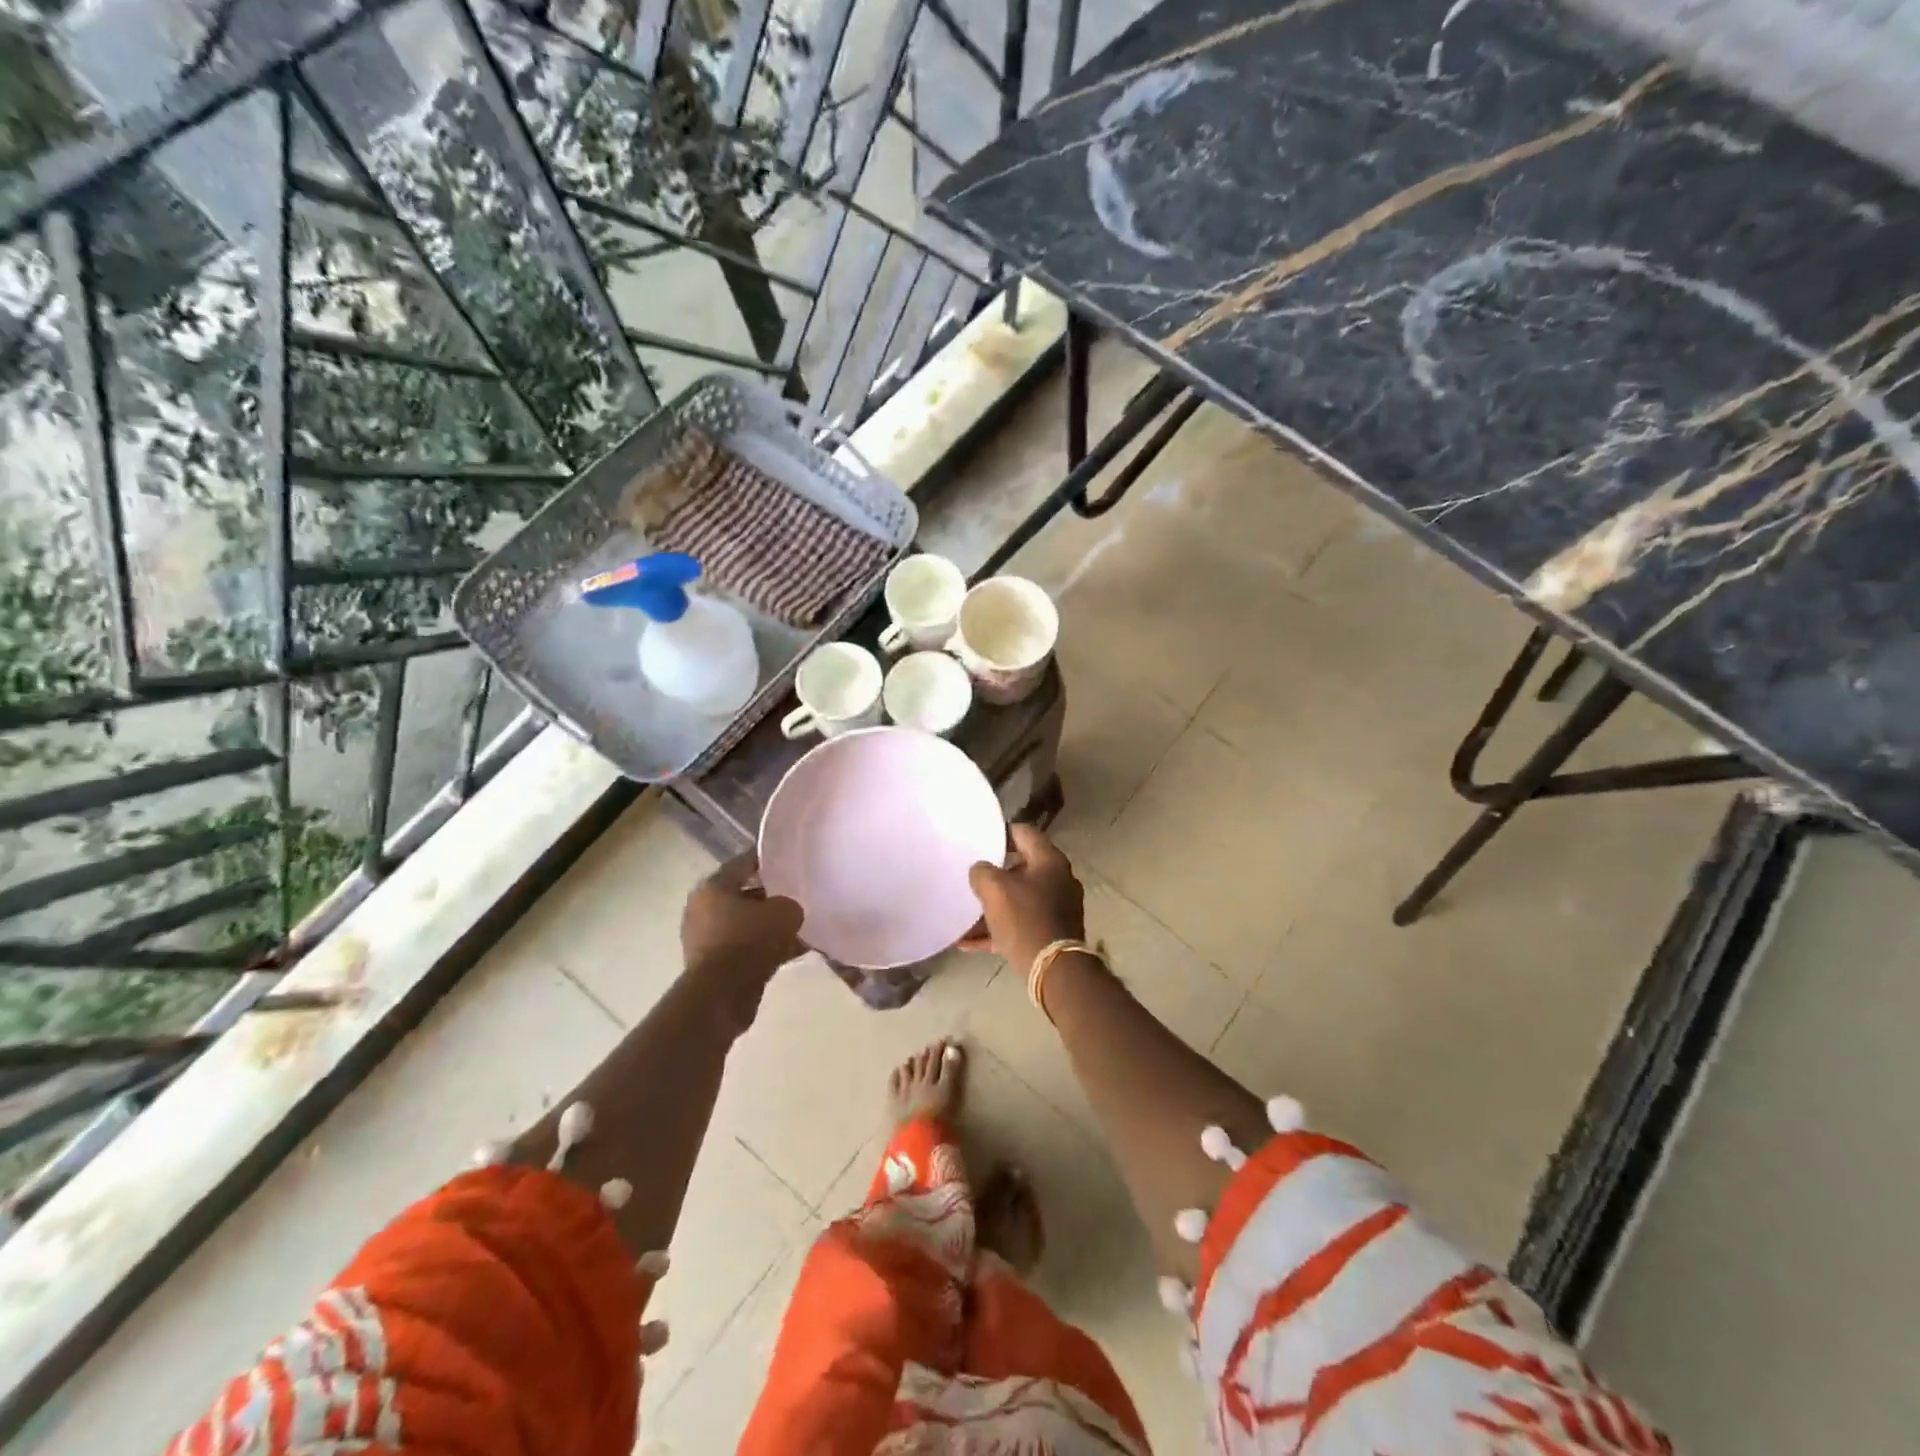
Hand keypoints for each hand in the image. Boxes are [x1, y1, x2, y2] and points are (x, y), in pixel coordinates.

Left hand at [682, 853, 803, 983]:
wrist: (723, 994)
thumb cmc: (749, 940)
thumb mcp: (784, 912)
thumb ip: (789, 904)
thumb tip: (788, 911)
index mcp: (713, 887)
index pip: (743, 863)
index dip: (766, 859)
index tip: (787, 858)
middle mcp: (702, 910)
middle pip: (743, 895)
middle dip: (770, 897)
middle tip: (796, 895)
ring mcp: (705, 940)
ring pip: (745, 925)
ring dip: (768, 926)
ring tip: (799, 926)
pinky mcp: (712, 966)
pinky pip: (745, 949)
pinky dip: (765, 949)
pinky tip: (793, 951)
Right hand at [966, 824, 1086, 970]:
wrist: (1054, 970)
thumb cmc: (1025, 919)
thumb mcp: (995, 889)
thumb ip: (982, 872)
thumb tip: (981, 870)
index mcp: (1050, 861)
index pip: (1024, 833)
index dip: (1000, 833)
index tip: (979, 840)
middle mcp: (1058, 880)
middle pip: (1021, 868)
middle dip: (994, 874)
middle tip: (971, 877)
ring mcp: (1058, 909)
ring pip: (1019, 900)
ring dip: (992, 907)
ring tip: (965, 913)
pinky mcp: (1052, 934)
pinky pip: (1019, 925)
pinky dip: (997, 930)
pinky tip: (968, 942)